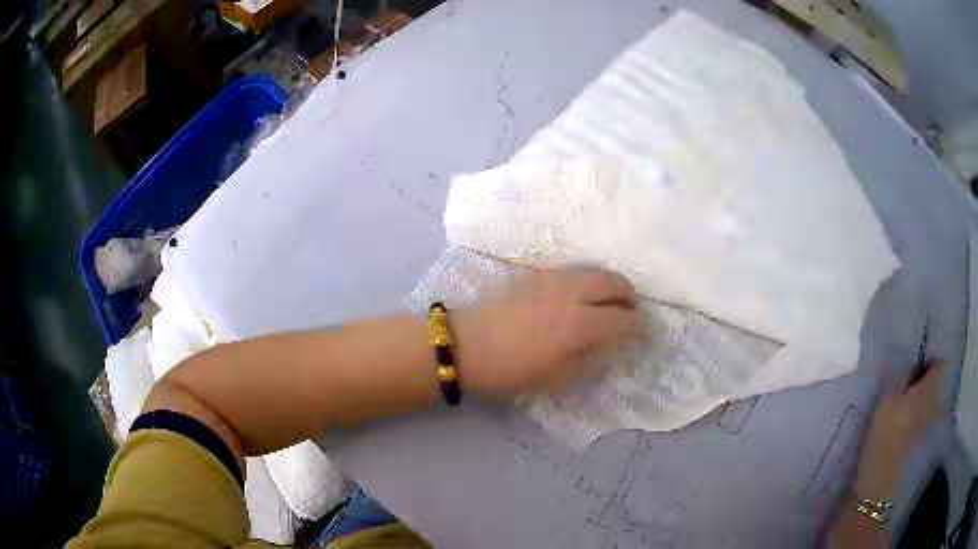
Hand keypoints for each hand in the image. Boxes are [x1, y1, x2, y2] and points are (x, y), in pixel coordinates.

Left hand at [453, 269, 645, 397]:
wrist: (463, 345)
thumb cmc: (508, 371)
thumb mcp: (554, 378)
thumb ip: (588, 358)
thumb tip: (607, 343)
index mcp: (578, 325)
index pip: (623, 319)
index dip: (639, 327)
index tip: (644, 334)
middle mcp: (570, 294)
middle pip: (613, 281)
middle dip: (629, 295)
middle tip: (630, 311)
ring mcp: (551, 279)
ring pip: (592, 270)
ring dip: (608, 284)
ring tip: (607, 302)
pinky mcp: (533, 274)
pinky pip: (571, 271)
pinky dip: (586, 280)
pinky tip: (578, 297)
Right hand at [854, 361, 945, 499]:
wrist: (881, 478)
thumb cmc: (886, 431)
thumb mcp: (889, 396)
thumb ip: (903, 375)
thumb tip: (912, 366)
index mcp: (930, 386)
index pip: (939, 363)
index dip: (928, 361)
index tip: (914, 365)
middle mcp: (936, 401)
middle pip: (935, 383)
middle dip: (924, 381)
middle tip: (907, 383)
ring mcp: (930, 422)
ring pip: (930, 401)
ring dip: (920, 399)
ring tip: (904, 404)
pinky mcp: (922, 439)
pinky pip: (924, 417)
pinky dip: (917, 416)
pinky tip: (904, 423)